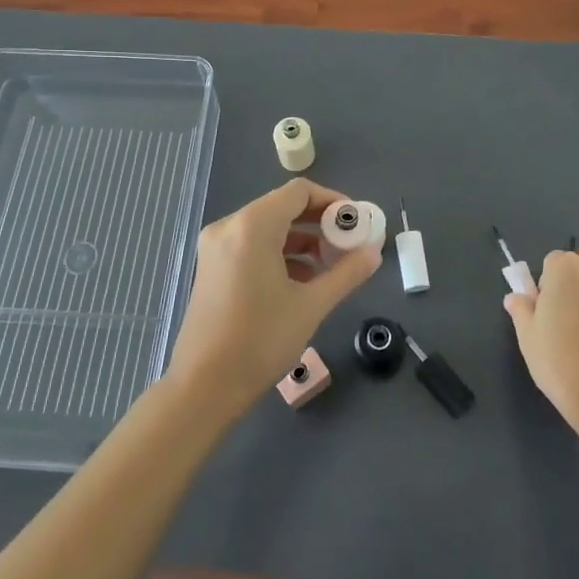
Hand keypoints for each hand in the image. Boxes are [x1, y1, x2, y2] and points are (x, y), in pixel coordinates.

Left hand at [167, 179, 380, 408]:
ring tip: (329, 267)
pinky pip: (251, 244)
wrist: (204, 386)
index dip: (332, 201)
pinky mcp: (211, 266)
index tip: (355, 224)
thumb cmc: (260, 340)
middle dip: (319, 222)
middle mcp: (230, 226)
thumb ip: (346, 273)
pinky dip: (278, 252)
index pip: (299, 192)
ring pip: (267, 226)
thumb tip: (374, 253)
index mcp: (252, 226)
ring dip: (301, 239)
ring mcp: (216, 246)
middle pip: (282, 206)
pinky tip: (301, 281)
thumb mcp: (311, 305)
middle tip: (348, 245)